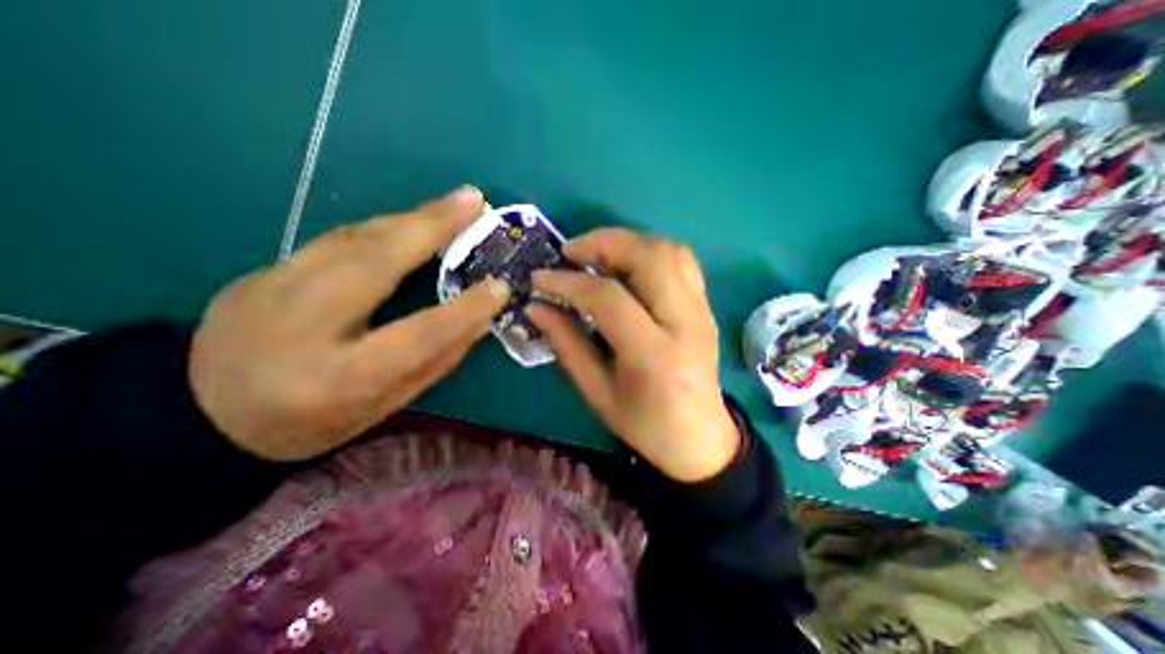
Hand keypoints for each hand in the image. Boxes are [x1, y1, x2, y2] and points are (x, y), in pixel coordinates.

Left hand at [192, 186, 510, 463]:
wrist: (200, 415)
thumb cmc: (311, 422)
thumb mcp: (383, 406)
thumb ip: (434, 362)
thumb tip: (478, 322)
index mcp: (339, 377)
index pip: (418, 334)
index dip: (465, 310)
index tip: (500, 287)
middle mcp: (302, 324)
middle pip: (376, 261)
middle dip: (431, 227)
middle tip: (474, 202)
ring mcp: (272, 287)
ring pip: (355, 239)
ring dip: (410, 219)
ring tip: (452, 205)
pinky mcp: (265, 269)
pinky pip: (337, 240)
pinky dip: (382, 228)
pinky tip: (410, 222)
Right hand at [526, 227, 736, 479]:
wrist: (699, 438)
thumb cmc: (645, 424)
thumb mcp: (597, 392)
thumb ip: (567, 344)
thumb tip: (536, 306)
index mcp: (654, 355)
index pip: (609, 298)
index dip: (569, 282)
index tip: (540, 279)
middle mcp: (685, 322)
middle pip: (649, 257)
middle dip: (603, 243)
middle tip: (571, 252)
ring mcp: (702, 310)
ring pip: (668, 250)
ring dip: (627, 242)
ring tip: (596, 255)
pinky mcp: (706, 306)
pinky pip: (681, 260)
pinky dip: (649, 251)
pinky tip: (627, 265)